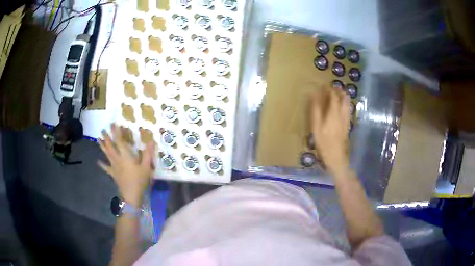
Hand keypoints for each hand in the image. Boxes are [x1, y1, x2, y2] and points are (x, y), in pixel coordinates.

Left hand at [98, 124, 154, 206]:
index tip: (113, 123)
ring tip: (98, 139)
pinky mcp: (113, 174)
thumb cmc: (139, 181)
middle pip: (110, 146)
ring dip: (102, 146)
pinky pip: (106, 168)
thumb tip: (152, 140)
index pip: (119, 141)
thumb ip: (148, 154)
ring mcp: (114, 166)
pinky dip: (102, 164)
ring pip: (107, 154)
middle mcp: (117, 159)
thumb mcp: (146, 167)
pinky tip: (98, 162)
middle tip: (103, 129)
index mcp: (125, 156)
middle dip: (107, 137)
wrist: (131, 195)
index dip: (116, 132)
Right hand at [311, 86, 350, 173]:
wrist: (336, 156)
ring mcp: (347, 119)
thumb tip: (313, 95)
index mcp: (334, 112)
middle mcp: (343, 113)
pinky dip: (344, 104)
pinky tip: (339, 107)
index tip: (323, 87)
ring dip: (342, 96)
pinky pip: (348, 109)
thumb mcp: (316, 127)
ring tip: (335, 96)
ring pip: (347, 103)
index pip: (334, 96)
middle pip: (344, 97)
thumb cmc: (324, 142)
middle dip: (338, 91)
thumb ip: (316, 110)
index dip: (329, 89)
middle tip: (331, 89)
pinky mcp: (348, 124)